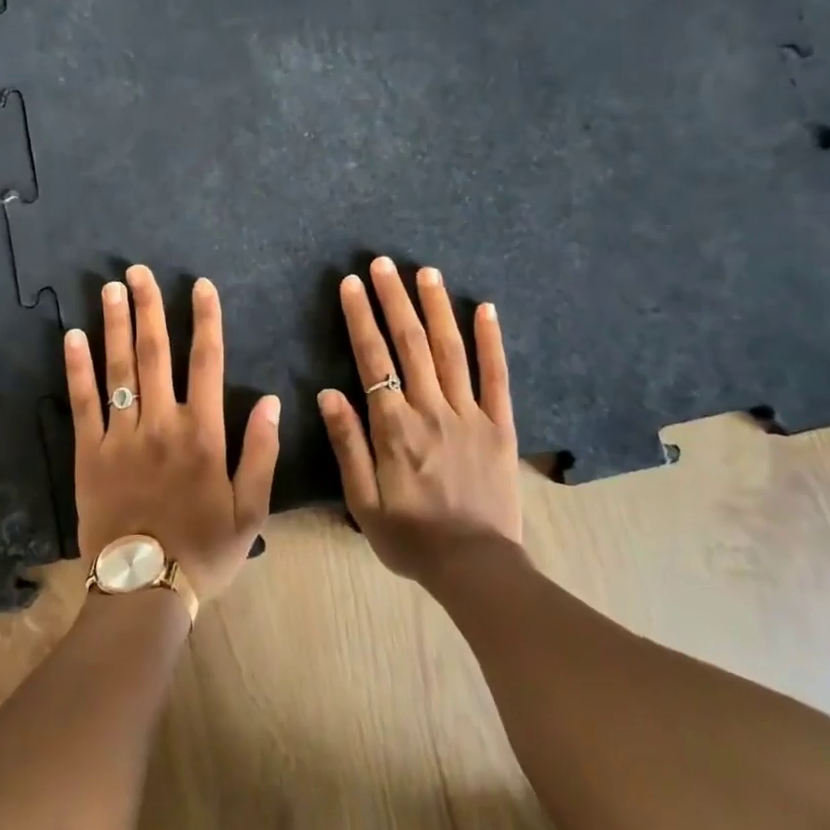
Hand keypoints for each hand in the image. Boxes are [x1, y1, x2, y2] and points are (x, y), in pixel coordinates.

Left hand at [65, 265, 280, 605]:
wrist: (145, 589)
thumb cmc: (205, 550)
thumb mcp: (251, 509)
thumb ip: (262, 452)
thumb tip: (273, 400)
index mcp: (203, 433)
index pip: (207, 363)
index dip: (205, 320)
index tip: (199, 285)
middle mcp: (161, 423)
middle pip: (155, 353)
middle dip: (149, 307)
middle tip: (139, 271)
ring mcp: (121, 436)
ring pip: (119, 369)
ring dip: (115, 324)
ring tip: (110, 288)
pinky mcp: (88, 453)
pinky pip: (83, 402)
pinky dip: (78, 367)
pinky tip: (72, 336)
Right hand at [317, 257, 522, 583]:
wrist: (474, 566)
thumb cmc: (410, 536)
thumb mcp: (363, 501)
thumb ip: (348, 444)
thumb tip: (329, 392)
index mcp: (394, 427)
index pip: (373, 360)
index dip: (360, 317)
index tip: (351, 284)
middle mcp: (431, 410)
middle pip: (411, 343)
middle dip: (394, 299)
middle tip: (382, 263)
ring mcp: (470, 414)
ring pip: (451, 349)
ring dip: (436, 307)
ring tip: (425, 271)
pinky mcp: (500, 425)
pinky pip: (497, 376)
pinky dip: (491, 340)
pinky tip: (485, 308)